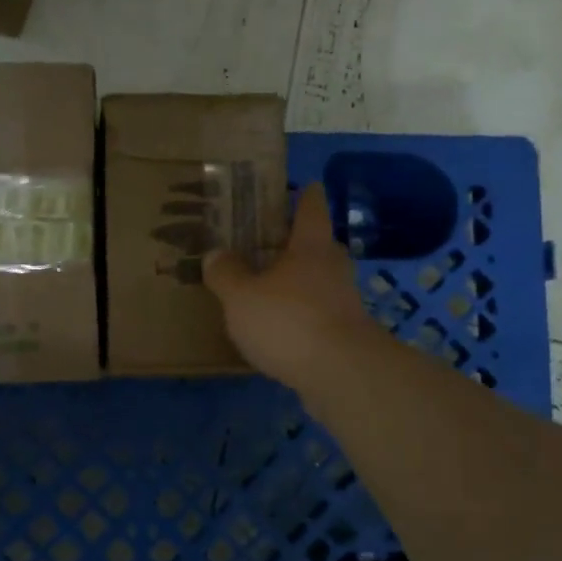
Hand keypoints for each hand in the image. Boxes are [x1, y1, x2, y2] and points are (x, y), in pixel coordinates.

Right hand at [203, 183, 385, 392]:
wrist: (342, 374)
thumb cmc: (289, 321)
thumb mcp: (241, 296)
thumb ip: (226, 273)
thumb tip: (215, 254)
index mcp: (310, 245)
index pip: (311, 207)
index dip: (304, 195)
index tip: (300, 186)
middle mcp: (332, 266)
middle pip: (316, 244)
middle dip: (294, 242)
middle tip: (264, 242)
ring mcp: (344, 301)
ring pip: (317, 281)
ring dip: (296, 282)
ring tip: (265, 288)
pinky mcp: (346, 334)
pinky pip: (317, 313)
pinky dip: (300, 314)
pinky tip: (278, 327)